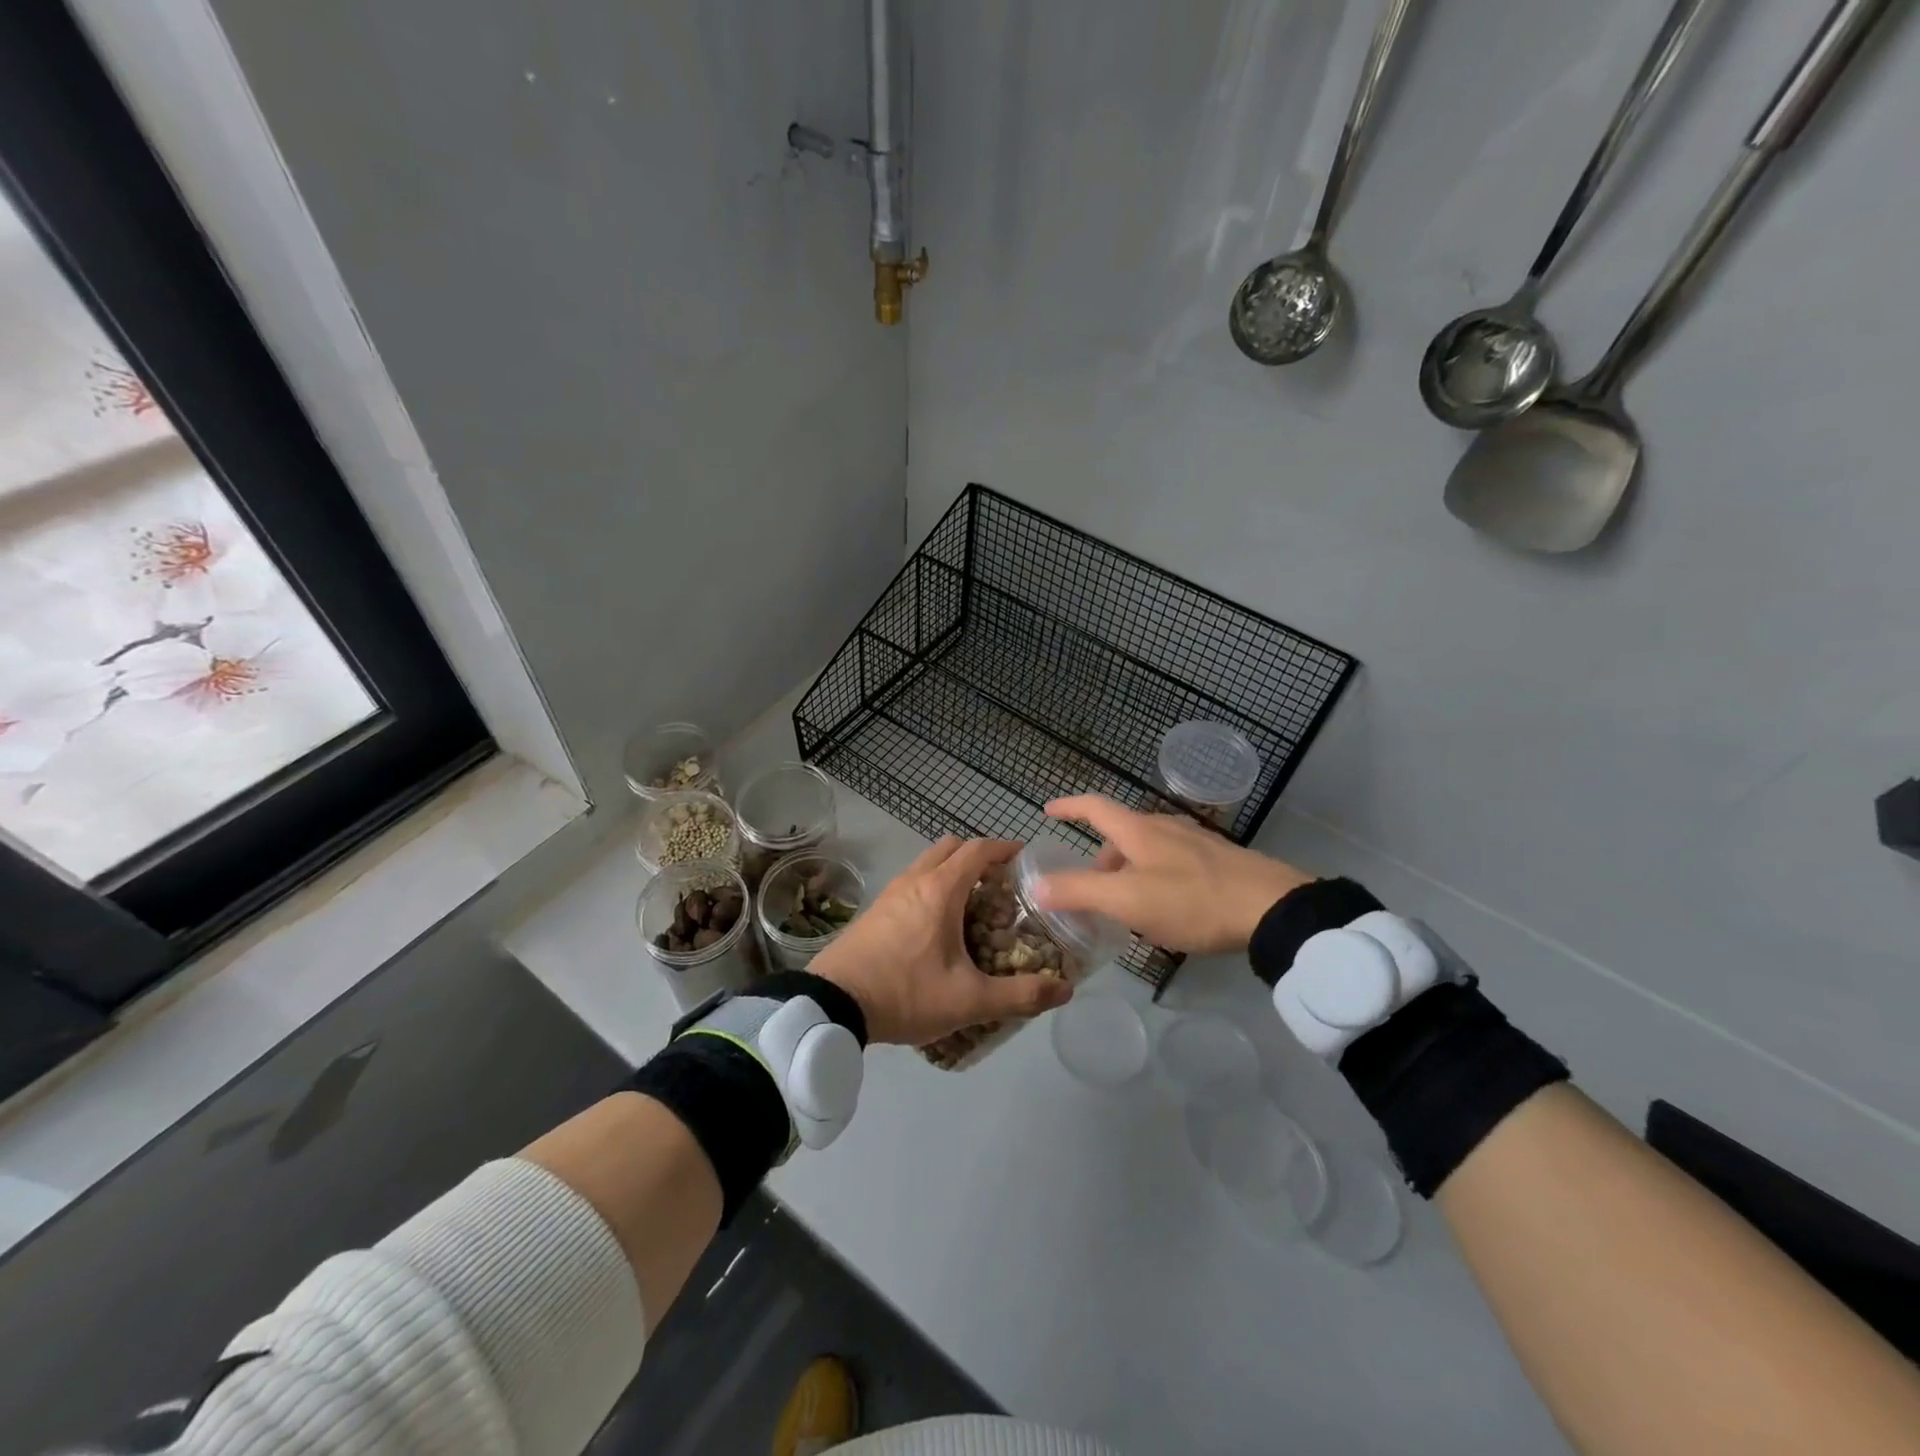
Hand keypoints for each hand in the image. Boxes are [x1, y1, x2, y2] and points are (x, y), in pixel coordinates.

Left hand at [811, 836, 1072, 1046]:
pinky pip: (910, 883)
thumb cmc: (906, 993)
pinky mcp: (874, 911)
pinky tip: (937, 926)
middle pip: (950, 847)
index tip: (1024, 858)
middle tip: (999, 883)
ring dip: (951, 871)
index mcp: (940, 890)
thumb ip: (1020, 996)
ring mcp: (889, 893)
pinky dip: (930, 888)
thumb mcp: (969, 1000)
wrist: (833, 1004)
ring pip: (926, 863)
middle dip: (977, 856)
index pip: (978, 850)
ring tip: (972, 905)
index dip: (1004, 848)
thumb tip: (1065, 991)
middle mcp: (914, 881)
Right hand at [1036, 795, 1312, 954]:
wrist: (1272, 909)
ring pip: (1147, 849)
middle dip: (1099, 857)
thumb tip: (1038, 886)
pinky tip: (1164, 909)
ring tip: (1125, 906)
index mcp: (1138, 830)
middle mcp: (1165, 827)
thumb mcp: (1127, 900)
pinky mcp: (1218, 862)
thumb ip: (1080, 891)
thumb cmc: (1192, 900)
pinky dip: (1152, 878)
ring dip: (1126, 871)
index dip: (1068, 807)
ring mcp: (1195, 843)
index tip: (1048, 811)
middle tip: (1089, 889)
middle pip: (1120, 833)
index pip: (1094, 807)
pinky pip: (1170, 863)